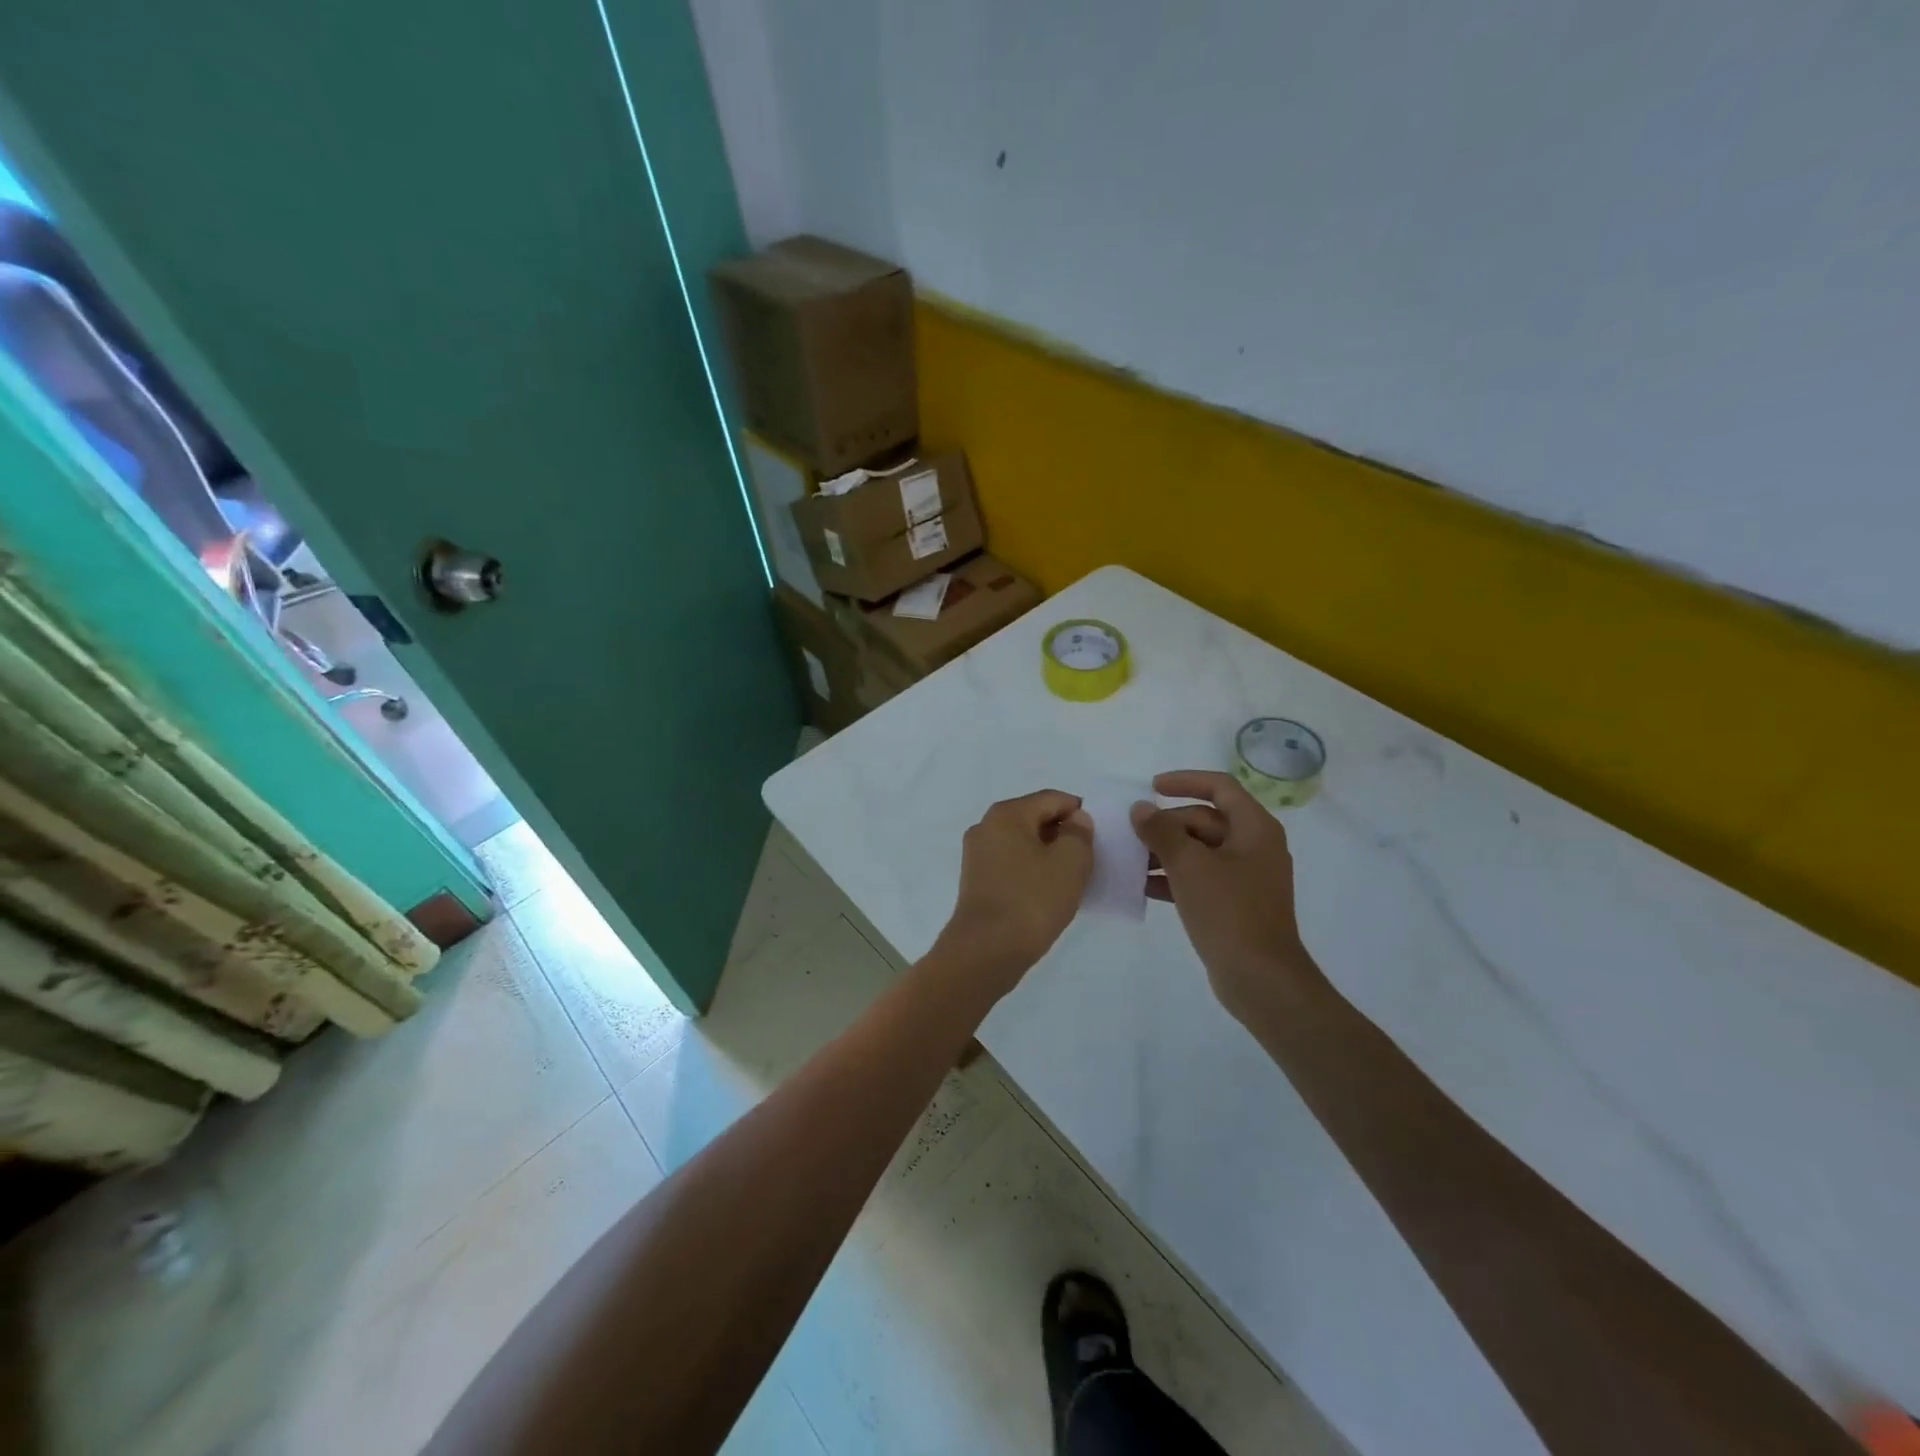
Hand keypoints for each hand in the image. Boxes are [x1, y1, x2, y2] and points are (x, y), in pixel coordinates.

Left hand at [934, 789, 1093, 999]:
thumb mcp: (1070, 863)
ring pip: (1024, 843)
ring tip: (1072, 879)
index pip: (1052, 799)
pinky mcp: (976, 881)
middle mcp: (986, 826)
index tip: (1100, 837)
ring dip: (1049, 855)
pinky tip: (1049, 893)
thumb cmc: (1031, 901)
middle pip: (1036, 818)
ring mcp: (977, 855)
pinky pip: (1012, 864)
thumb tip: (1075, 820)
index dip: (1080, 812)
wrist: (986, 951)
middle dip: (1064, 834)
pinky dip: (1033, 871)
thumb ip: (1079, 834)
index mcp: (1006, 814)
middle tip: (1090, 859)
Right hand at [1131, 770, 1322, 1023]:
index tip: (1151, 787)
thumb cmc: (1228, 911)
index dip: (1185, 781)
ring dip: (1166, 851)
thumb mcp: (1188, 865)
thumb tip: (1141, 809)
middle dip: (1167, 824)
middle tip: (1132, 834)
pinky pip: (1201, 878)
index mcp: (1254, 828)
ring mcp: (1246, 877)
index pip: (1220, 787)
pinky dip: (1174, 877)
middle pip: (1205, 820)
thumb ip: (1161, 831)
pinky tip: (1143, 887)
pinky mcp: (1235, 904)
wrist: (1261, 978)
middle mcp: (1255, 846)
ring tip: (1131, 860)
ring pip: (1200, 851)